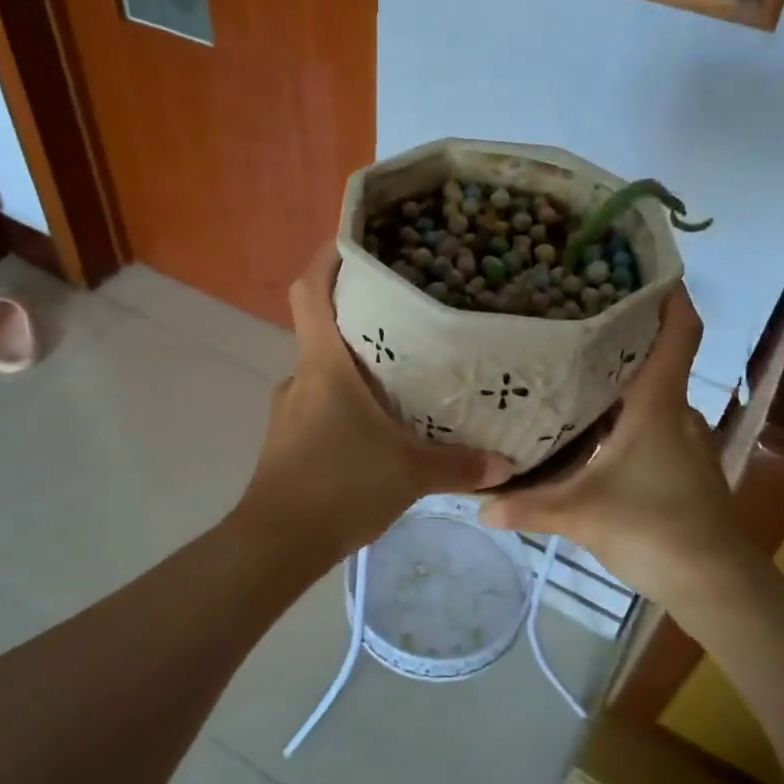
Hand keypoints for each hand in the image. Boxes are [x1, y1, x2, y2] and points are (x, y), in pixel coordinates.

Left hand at [234, 243, 513, 561]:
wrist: (277, 544)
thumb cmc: (339, 487)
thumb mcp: (409, 474)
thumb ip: (459, 466)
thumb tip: (507, 465)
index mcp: (324, 365)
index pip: (311, 291)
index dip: (327, 258)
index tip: (354, 238)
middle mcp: (301, 376)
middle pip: (323, 327)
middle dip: (360, 316)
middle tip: (408, 310)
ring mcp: (289, 409)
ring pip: (324, 370)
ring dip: (356, 366)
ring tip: (402, 372)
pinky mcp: (287, 439)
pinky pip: (321, 404)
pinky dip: (347, 402)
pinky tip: (377, 425)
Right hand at [479, 287, 748, 599]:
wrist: (718, 584)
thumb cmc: (656, 530)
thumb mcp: (582, 516)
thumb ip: (529, 507)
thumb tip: (476, 505)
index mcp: (659, 405)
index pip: (679, 333)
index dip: (670, 295)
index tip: (643, 267)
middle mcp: (677, 411)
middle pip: (659, 355)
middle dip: (625, 331)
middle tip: (574, 313)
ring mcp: (684, 439)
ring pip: (653, 390)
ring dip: (623, 373)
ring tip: (572, 361)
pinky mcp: (682, 463)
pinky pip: (653, 419)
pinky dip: (627, 409)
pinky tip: (592, 423)